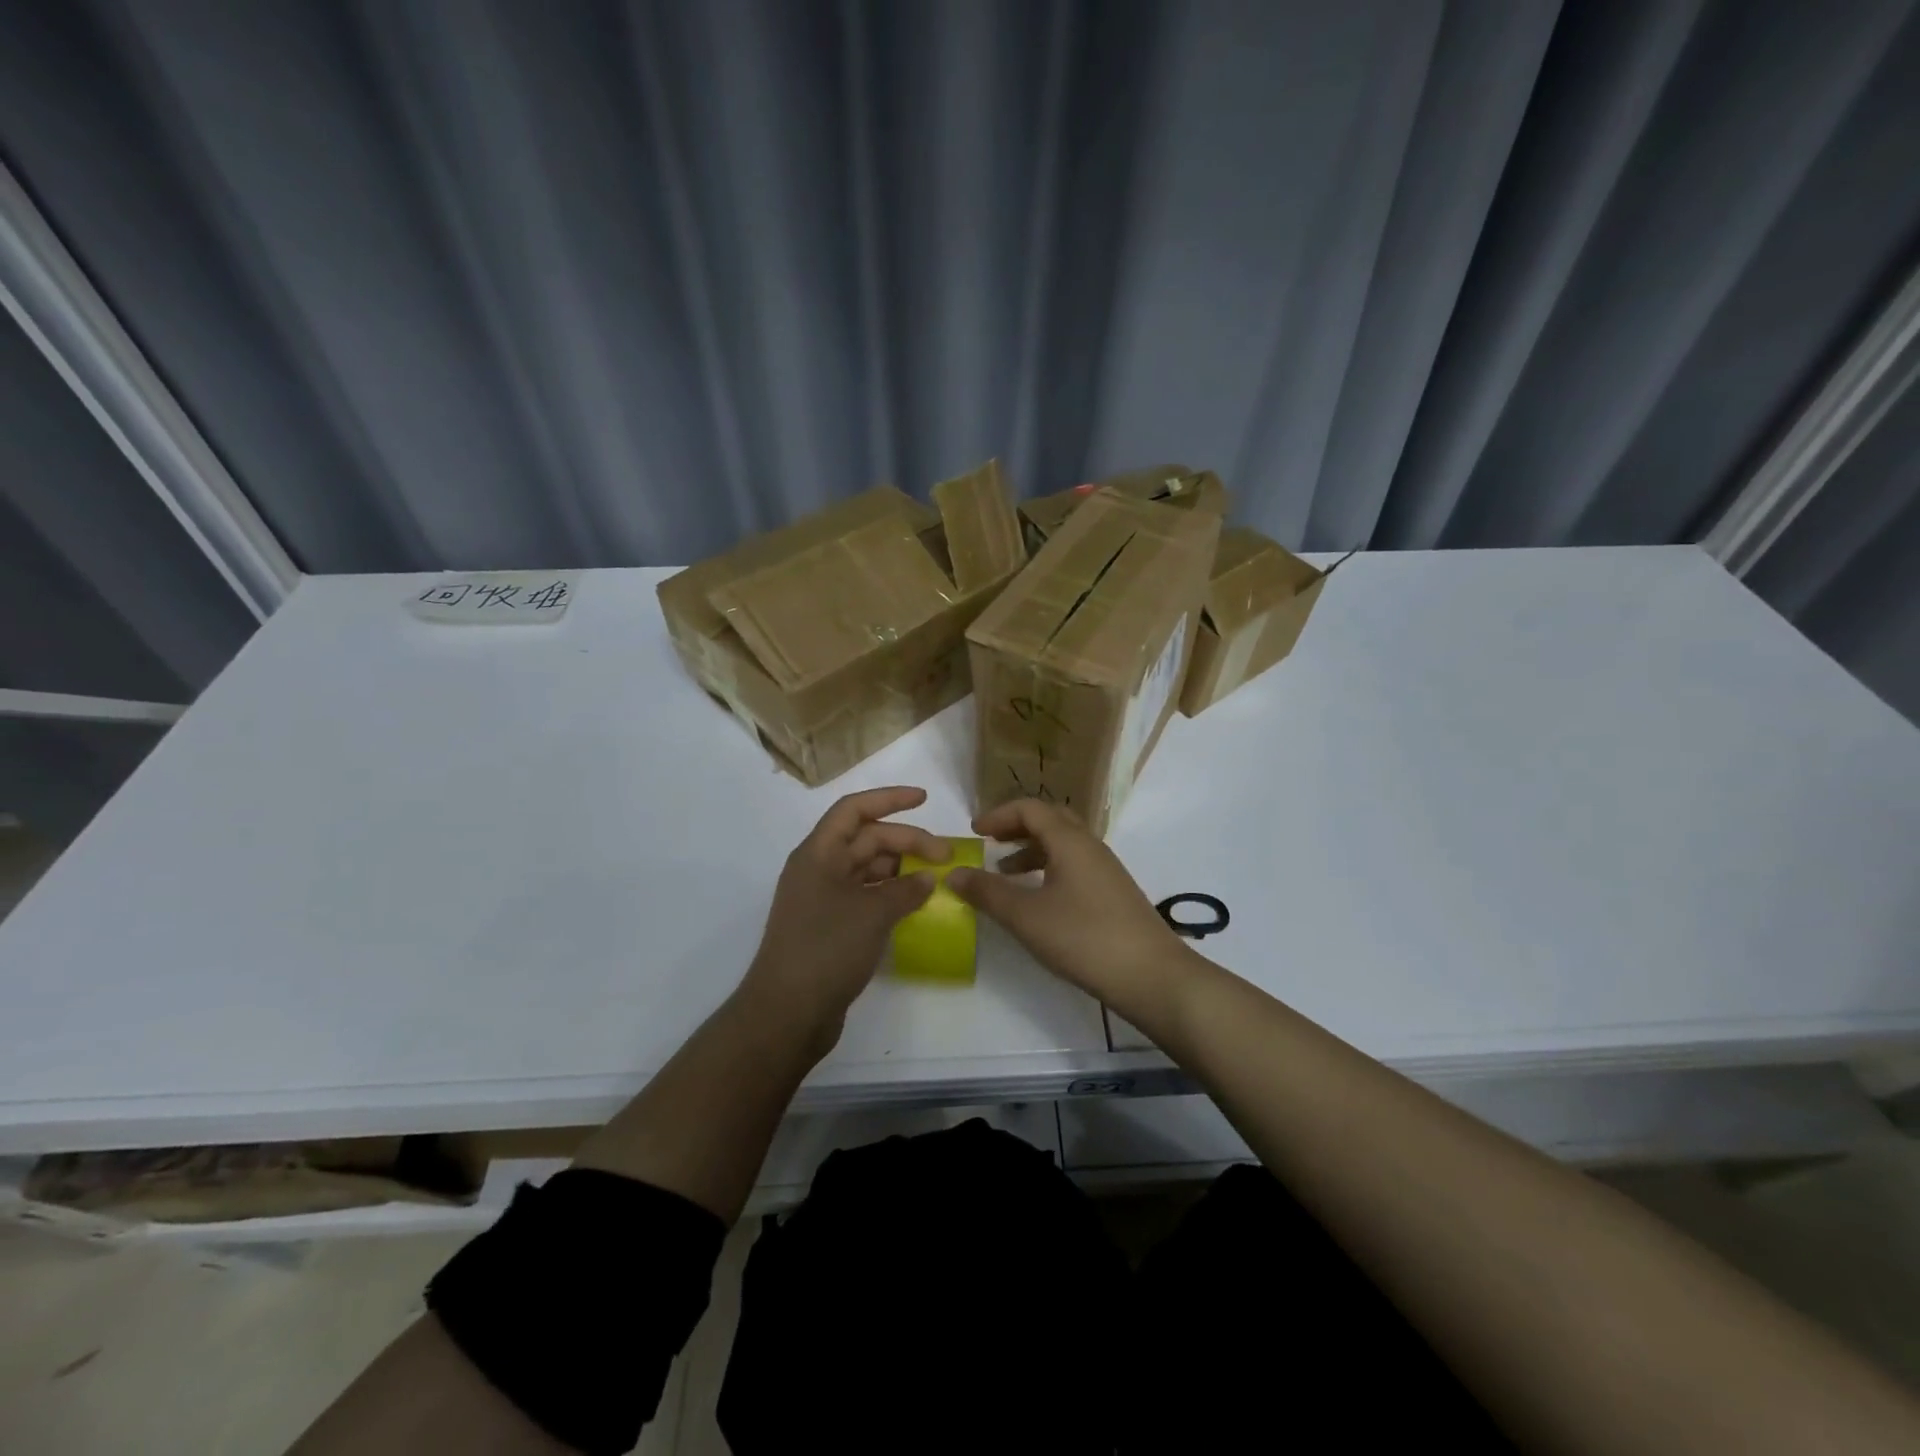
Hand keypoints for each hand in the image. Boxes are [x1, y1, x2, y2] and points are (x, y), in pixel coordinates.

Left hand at [739, 786, 945, 1051]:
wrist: (787, 1013)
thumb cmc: (826, 949)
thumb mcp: (872, 913)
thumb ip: (905, 890)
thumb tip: (928, 879)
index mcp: (818, 853)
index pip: (854, 810)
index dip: (889, 799)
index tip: (924, 799)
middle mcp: (818, 870)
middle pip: (866, 839)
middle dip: (907, 841)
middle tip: (946, 856)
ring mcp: (824, 900)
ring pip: (868, 870)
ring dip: (901, 870)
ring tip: (936, 880)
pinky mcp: (831, 928)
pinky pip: (867, 897)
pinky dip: (892, 896)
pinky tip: (917, 906)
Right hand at [947, 798, 1192, 1011]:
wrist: (1152, 975)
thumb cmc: (1084, 938)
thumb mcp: (1026, 917)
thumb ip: (988, 893)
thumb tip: (953, 873)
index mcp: (1070, 841)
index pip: (1030, 808)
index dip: (999, 815)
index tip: (974, 832)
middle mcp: (1090, 846)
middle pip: (1050, 821)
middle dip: (1017, 828)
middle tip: (990, 843)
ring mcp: (1106, 870)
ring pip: (1064, 845)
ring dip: (1032, 851)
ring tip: (1006, 874)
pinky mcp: (1113, 893)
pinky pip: (1075, 866)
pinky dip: (1049, 870)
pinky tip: (1039, 900)